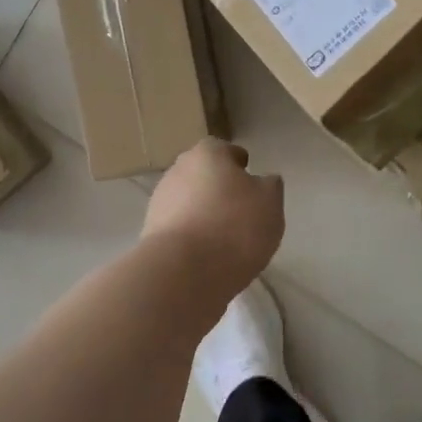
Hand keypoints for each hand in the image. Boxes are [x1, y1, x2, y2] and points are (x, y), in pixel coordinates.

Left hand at [142, 139, 284, 291]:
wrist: (184, 272)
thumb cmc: (234, 227)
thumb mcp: (270, 202)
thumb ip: (270, 186)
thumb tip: (263, 181)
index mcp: (207, 154)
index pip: (224, 150)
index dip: (238, 163)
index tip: (248, 178)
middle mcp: (178, 170)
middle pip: (202, 174)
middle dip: (218, 187)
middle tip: (239, 208)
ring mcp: (159, 202)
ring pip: (188, 201)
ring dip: (203, 212)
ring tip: (224, 237)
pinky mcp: (151, 233)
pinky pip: (179, 227)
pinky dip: (192, 235)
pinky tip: (207, 254)